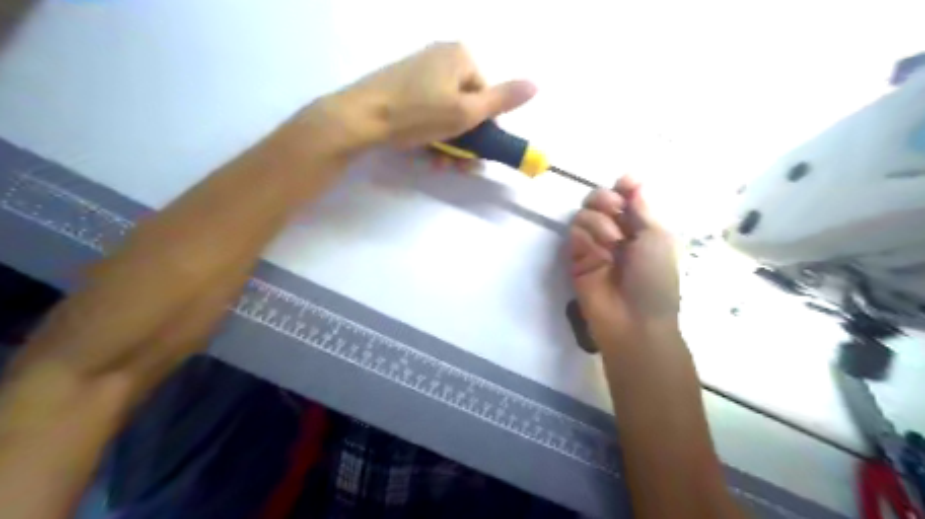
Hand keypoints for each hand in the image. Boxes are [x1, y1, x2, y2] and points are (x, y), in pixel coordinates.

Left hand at [320, 40, 535, 149]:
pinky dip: (430, 133)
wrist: (359, 118)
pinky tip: (425, 153)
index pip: (486, 97)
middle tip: (456, 165)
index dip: (483, 130)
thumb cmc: (417, 114)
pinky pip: (426, 111)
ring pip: (446, 112)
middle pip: (466, 106)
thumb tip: (537, 85)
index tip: (474, 153)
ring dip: (448, 143)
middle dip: (464, 141)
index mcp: (460, 56)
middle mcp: (441, 57)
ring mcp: (419, 70)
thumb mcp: (466, 112)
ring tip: (439, 164)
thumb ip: (502, 101)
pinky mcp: (401, 85)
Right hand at [568, 177, 680, 350]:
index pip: (625, 195)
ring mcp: (594, 244)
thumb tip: (632, 177)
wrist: (633, 320)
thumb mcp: (657, 238)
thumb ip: (641, 207)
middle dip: (606, 200)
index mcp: (640, 226)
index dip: (623, 186)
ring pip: (584, 214)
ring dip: (599, 223)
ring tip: (611, 245)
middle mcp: (616, 231)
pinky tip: (598, 254)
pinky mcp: (576, 257)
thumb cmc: (654, 278)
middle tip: (616, 212)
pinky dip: (586, 239)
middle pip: (599, 199)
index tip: (624, 184)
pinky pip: (574, 233)